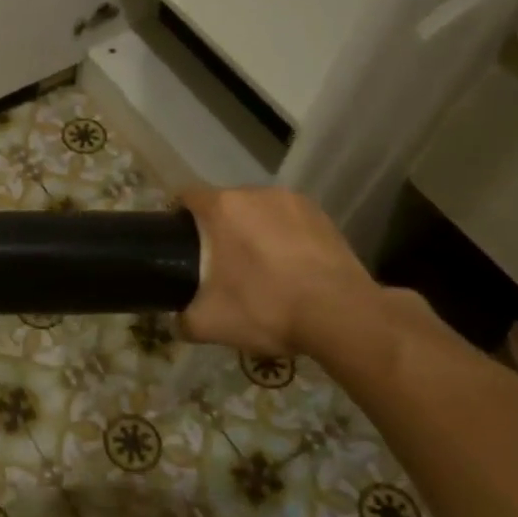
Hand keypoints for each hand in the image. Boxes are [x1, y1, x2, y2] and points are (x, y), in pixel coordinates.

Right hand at [178, 186, 380, 357]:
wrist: (341, 316)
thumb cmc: (265, 308)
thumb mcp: (208, 323)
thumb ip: (182, 319)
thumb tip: (176, 320)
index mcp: (222, 208)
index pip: (186, 196)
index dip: (177, 217)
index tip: (178, 242)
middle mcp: (256, 193)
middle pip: (224, 203)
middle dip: (217, 227)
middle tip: (217, 263)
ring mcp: (294, 201)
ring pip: (259, 211)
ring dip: (251, 230)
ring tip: (257, 265)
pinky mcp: (323, 216)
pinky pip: (289, 220)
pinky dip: (283, 236)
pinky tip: (289, 267)